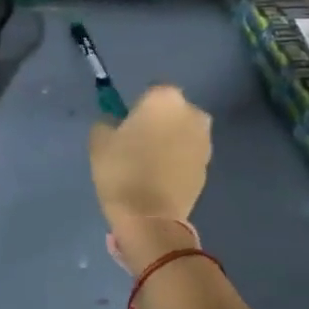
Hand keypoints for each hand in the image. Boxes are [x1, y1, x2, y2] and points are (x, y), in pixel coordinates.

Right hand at [88, 85, 212, 270]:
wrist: (150, 216)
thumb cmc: (122, 170)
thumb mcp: (99, 141)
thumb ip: (108, 122)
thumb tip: (116, 124)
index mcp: (165, 98)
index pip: (150, 91)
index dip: (137, 107)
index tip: (126, 125)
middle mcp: (192, 113)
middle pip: (172, 111)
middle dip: (158, 122)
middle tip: (137, 142)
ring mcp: (205, 140)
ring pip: (182, 132)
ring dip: (170, 140)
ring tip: (149, 162)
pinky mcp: (209, 165)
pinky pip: (188, 154)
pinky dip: (177, 160)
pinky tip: (160, 177)